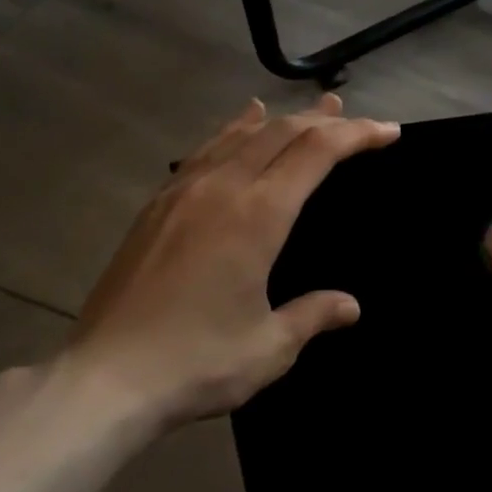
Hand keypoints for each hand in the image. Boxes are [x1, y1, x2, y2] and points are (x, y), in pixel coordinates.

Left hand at [55, 94, 398, 432]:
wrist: (103, 381)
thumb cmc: (197, 362)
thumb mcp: (271, 347)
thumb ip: (313, 315)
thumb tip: (350, 306)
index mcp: (258, 215)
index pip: (317, 153)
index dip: (357, 135)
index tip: (388, 131)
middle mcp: (222, 189)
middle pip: (281, 133)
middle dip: (324, 121)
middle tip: (356, 118)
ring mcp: (183, 193)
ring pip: (241, 135)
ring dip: (282, 119)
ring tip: (311, 110)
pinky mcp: (157, 207)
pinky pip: (206, 151)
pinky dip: (234, 131)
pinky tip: (241, 124)